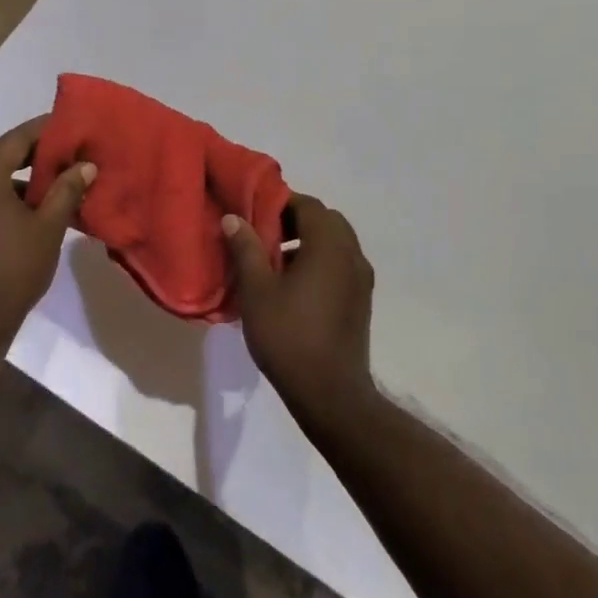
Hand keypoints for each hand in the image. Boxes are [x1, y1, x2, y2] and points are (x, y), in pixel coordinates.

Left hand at [0, 117, 96, 335]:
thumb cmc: (13, 269)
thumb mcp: (48, 227)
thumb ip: (66, 190)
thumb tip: (85, 165)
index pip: (17, 138)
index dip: (46, 131)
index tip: (71, 127)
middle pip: (1, 156)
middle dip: (36, 156)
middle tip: (69, 157)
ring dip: (19, 180)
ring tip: (53, 188)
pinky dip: (1, 198)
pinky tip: (26, 213)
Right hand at [222, 195, 375, 410]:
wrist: (329, 394)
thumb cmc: (288, 336)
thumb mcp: (257, 290)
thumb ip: (246, 249)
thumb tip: (235, 219)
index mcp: (329, 246)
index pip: (309, 205)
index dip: (280, 202)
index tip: (252, 212)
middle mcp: (352, 256)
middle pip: (326, 221)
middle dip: (295, 220)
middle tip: (262, 234)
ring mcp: (361, 280)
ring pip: (335, 243)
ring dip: (307, 242)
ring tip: (273, 261)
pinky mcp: (361, 301)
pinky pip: (340, 265)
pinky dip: (318, 261)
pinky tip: (292, 286)